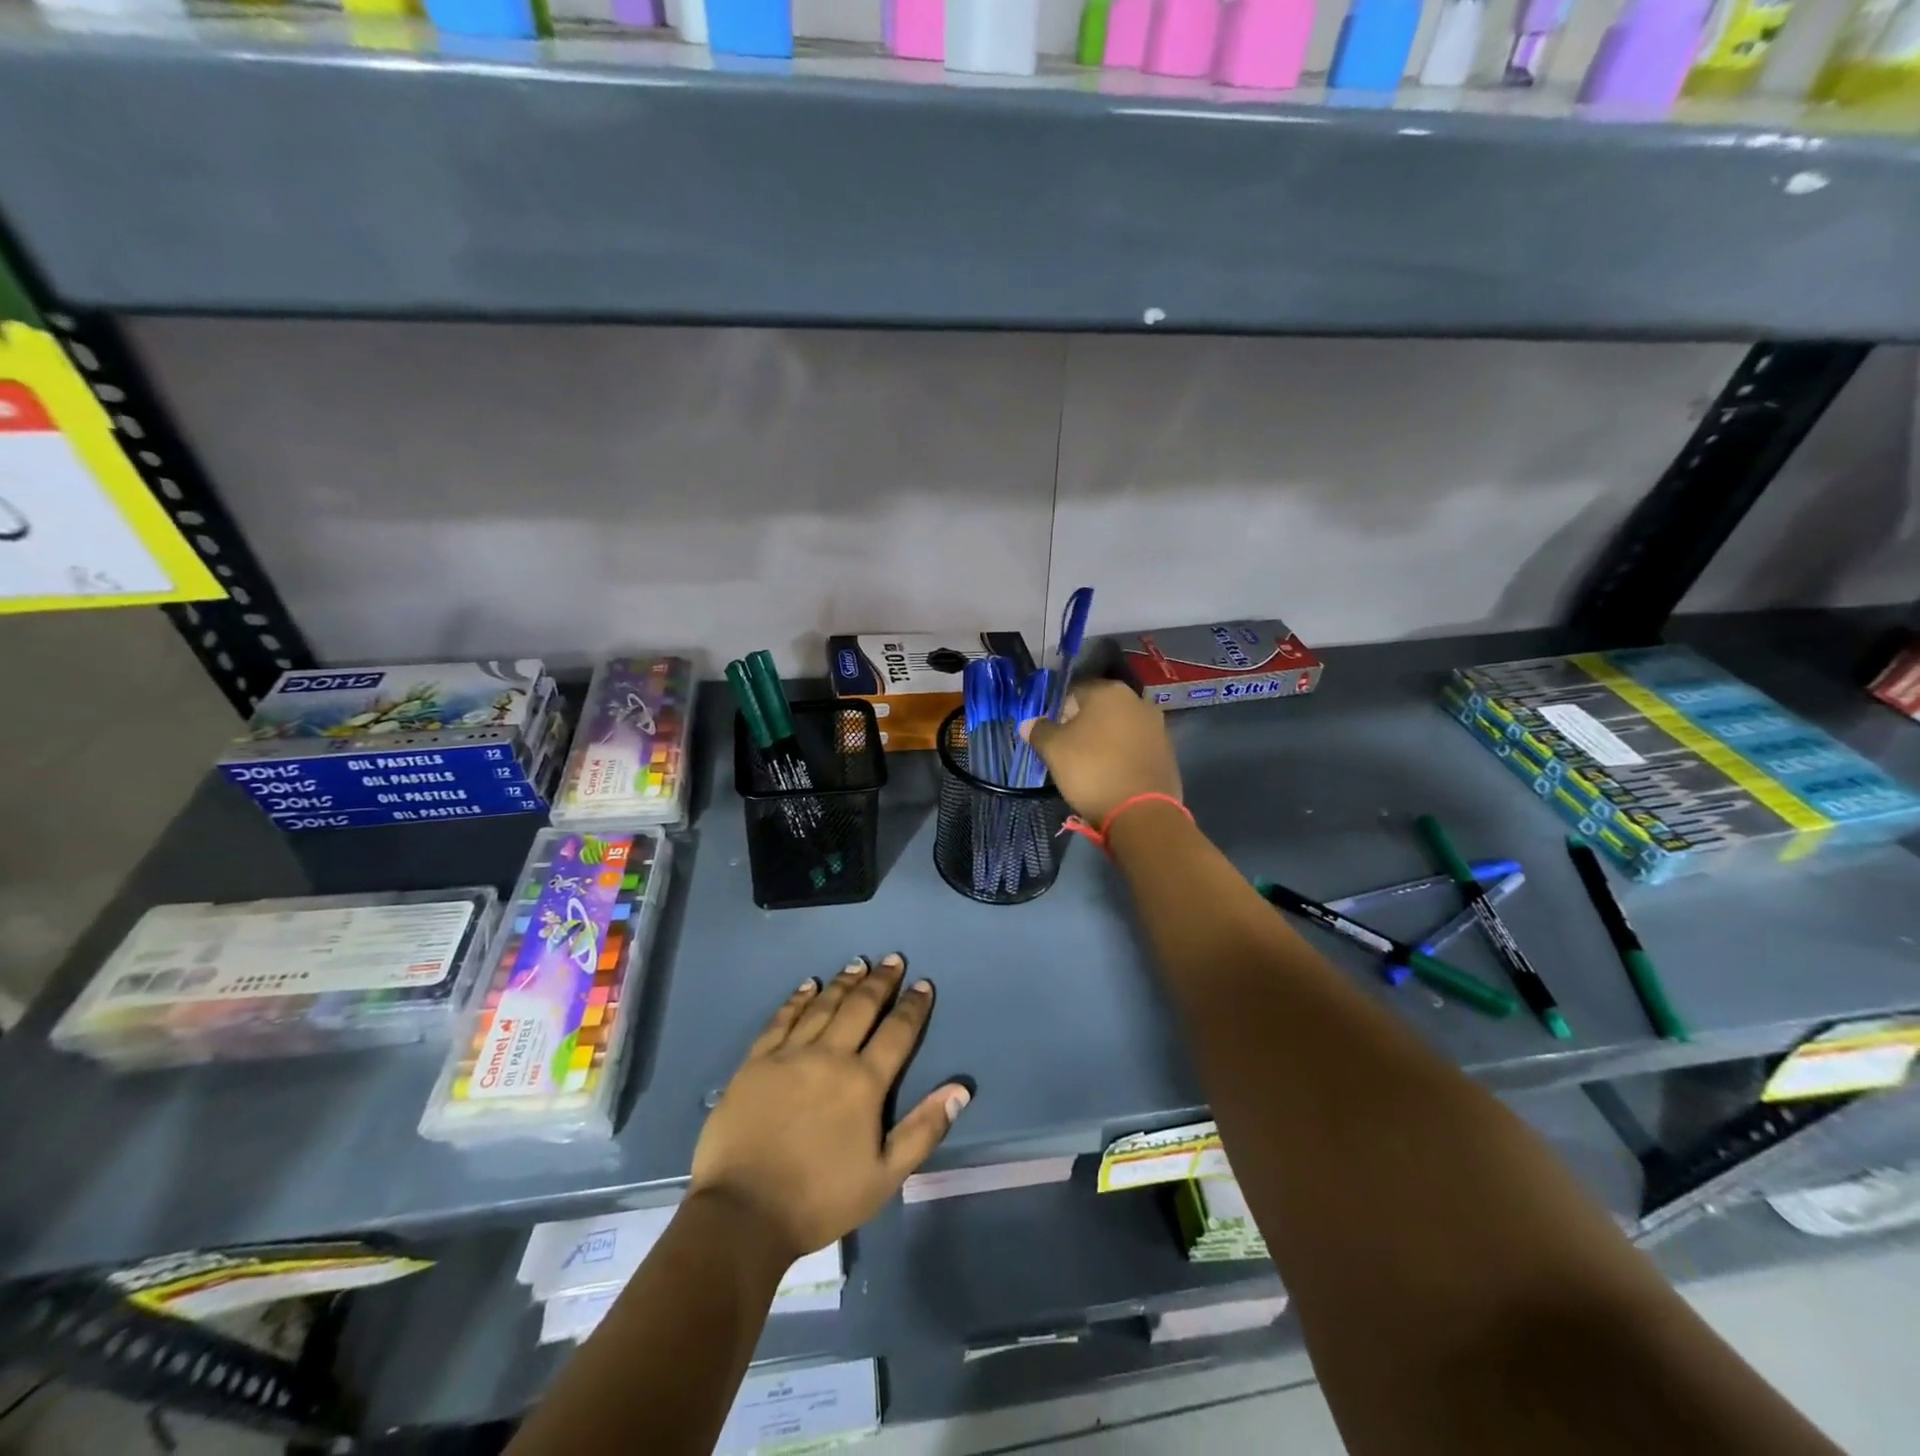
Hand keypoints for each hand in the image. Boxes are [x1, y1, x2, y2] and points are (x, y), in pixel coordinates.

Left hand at [688, 955, 968, 1261]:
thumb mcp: (885, 1176)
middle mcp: (830, 1056)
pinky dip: (797, 999)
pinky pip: (782, 1019)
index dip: (913, 1007)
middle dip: (880, 981)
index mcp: (864, 1083)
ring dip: (844, 982)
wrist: (743, 1214)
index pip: (897, 1033)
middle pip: (860, 1007)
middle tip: (892, 960)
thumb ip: (924, 1129)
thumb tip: (960, 1089)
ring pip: (823, 1005)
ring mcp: (789, 1055)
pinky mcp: (756, 1062)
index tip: (923, 984)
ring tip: (858, 963)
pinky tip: (807, 986)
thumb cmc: (820, 1199)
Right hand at [1022, 679, 1181, 824]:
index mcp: (1109, 691)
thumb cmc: (1092, 770)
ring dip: (1103, 740)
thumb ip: (1040, 731)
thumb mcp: (1054, 750)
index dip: (1058, 712)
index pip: (1073, 692)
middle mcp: (1137, 701)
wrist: (1141, 812)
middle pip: (1099, 709)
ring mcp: (1157, 726)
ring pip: (1118, 728)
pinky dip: (1121, 755)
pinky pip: (1135, 747)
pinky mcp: (1167, 752)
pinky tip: (1112, 775)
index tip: (1051, 735)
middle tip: (1067, 751)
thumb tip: (1029, 723)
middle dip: (1082, 725)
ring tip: (1089, 766)